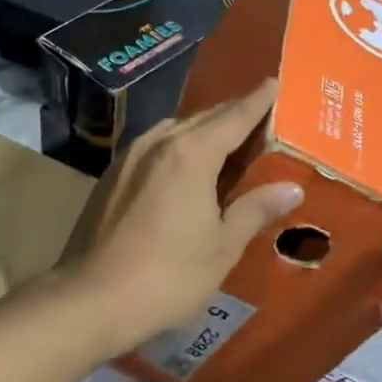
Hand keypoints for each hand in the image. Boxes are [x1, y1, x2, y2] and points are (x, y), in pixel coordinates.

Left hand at [62, 79, 302, 351]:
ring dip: (204, 129)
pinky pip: (155, 146)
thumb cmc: (167, 275)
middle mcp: (159, 142)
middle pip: (205, 117)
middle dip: (234, 113)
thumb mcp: (222, 247)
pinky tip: (185, 166)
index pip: (235, 116)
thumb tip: (292, 188)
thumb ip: (256, 210)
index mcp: (191, 153)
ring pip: (176, 129)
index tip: (275, 82)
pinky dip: (179, 145)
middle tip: (261, 115)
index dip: (258, 100)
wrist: (90, 299)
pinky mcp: (111, 175)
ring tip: (227, 140)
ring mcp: (129, 156)